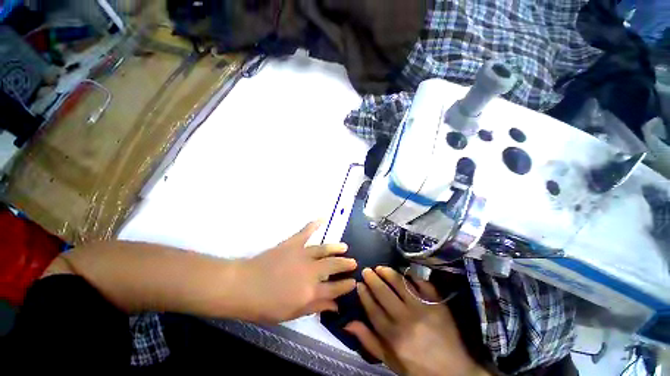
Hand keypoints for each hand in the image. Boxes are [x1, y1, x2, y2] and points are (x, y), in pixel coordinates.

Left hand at [232, 221, 356, 322]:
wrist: (244, 286)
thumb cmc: (266, 305)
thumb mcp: (292, 313)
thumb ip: (316, 307)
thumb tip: (335, 306)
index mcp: (311, 291)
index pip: (335, 288)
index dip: (346, 285)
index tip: (354, 282)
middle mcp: (311, 271)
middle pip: (334, 266)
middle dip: (346, 264)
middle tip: (354, 262)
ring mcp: (303, 254)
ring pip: (324, 249)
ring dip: (336, 248)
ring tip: (344, 247)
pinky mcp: (293, 243)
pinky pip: (306, 231)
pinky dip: (314, 224)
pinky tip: (322, 218)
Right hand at [345, 267, 486, 375]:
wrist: (453, 371)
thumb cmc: (417, 368)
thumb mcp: (390, 361)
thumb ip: (369, 341)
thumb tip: (348, 323)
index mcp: (394, 336)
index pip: (373, 309)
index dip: (364, 294)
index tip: (359, 284)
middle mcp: (406, 319)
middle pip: (384, 293)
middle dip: (372, 279)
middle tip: (366, 270)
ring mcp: (423, 308)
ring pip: (400, 283)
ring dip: (388, 272)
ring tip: (380, 267)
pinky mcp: (437, 303)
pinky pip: (421, 282)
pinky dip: (411, 275)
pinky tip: (403, 271)